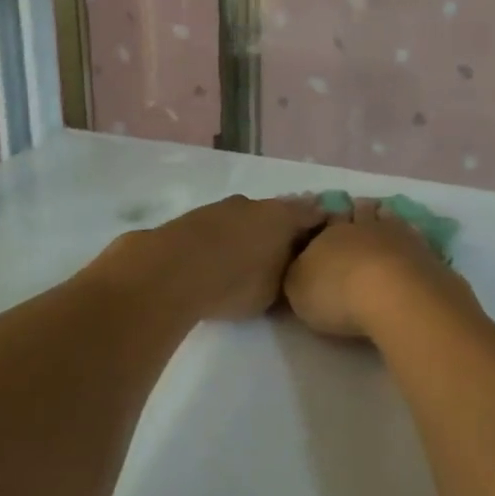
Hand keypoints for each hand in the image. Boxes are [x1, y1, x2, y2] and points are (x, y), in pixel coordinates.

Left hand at [111, 195, 326, 321]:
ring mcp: (220, 207)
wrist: (168, 271)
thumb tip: (293, 272)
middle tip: (286, 253)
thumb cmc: (234, 281)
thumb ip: (288, 278)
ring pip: (245, 218)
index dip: (322, 225)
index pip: (313, 213)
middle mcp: (254, 204)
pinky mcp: (190, 218)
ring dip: (249, 233)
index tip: (326, 239)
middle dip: (283, 230)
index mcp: (282, 215)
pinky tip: (217, 259)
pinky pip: (218, 228)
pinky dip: (223, 240)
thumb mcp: (274, 292)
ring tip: (249, 259)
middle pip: (277, 213)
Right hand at [284, 198, 473, 339]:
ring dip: (386, 217)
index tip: (328, 217)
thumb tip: (303, 265)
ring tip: (385, 215)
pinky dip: (412, 240)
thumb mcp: (298, 288)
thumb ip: (299, 274)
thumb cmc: (337, 292)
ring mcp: (401, 236)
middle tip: (359, 206)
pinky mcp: (428, 254)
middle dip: (359, 211)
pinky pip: (417, 240)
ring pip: (391, 219)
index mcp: (331, 232)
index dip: (327, 219)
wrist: (395, 295)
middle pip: (361, 213)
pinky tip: (412, 244)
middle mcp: (366, 227)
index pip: (327, 220)